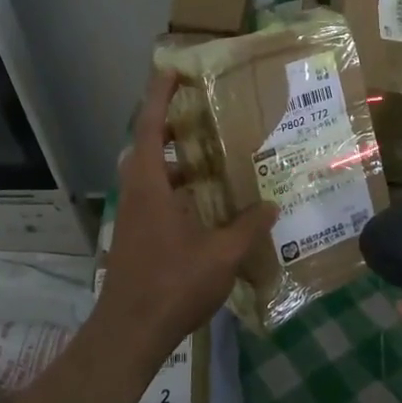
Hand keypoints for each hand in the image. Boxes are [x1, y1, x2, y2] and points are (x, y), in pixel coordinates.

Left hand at [98, 71, 276, 362]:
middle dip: (171, 125)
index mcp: (149, 186)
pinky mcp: (136, 236)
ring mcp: (132, 216)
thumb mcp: (221, 255)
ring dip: (175, 160)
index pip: (150, 127)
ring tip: (211, 155)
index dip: (159, 95)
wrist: (129, 333)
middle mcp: (136, 193)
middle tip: (202, 113)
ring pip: (150, 174)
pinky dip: (176, 188)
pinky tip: (204, 204)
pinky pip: (154, 196)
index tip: (171, 70)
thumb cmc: (172, 285)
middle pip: (147, 146)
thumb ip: (248, 227)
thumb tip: (272, 204)